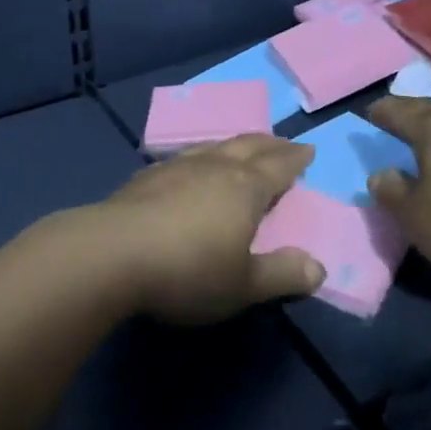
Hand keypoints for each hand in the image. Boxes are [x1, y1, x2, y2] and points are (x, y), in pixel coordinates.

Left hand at [96, 135, 324, 323]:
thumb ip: (281, 275)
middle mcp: (214, 167)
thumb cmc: (188, 270)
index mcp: (245, 187)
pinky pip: (184, 158)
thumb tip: (319, 268)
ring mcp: (177, 167)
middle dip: (270, 144)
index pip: (279, 166)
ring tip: (240, 149)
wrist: (111, 254)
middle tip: (283, 144)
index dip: (296, 159)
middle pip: (248, 145)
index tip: (308, 150)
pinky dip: (200, 158)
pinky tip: (190, 168)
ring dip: (234, 145)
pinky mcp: (146, 177)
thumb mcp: (243, 285)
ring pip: (214, 146)